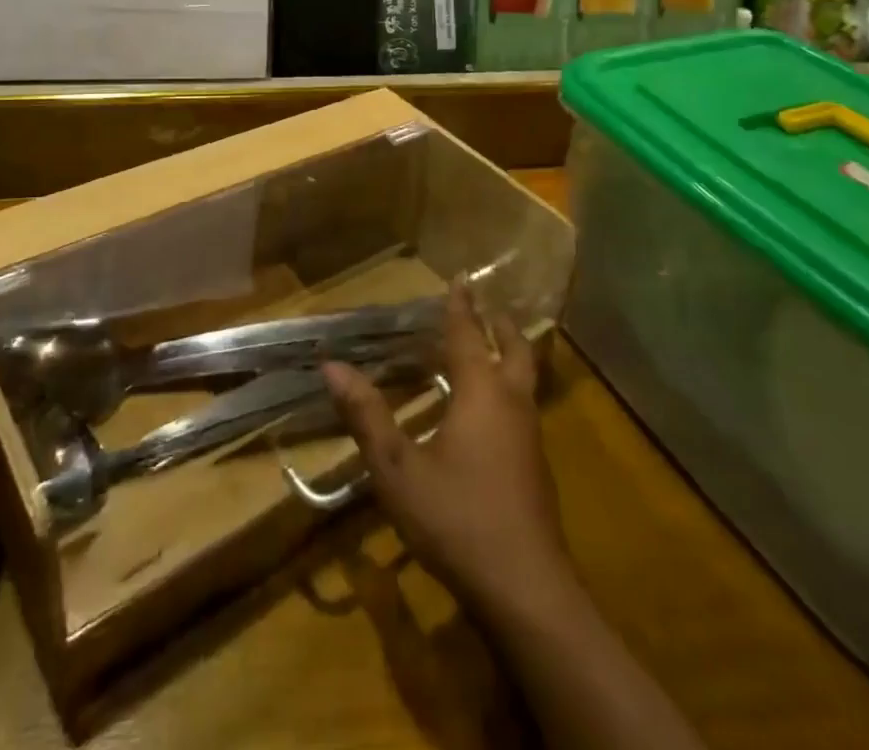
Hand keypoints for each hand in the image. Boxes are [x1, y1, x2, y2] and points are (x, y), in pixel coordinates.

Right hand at [321, 280, 572, 618]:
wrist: (527, 590)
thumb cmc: (457, 518)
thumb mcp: (397, 468)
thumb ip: (367, 415)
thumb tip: (332, 366)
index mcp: (481, 393)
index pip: (468, 334)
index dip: (461, 305)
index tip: (461, 277)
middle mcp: (512, 404)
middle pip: (515, 349)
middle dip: (499, 324)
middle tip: (485, 306)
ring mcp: (530, 438)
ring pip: (525, 380)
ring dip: (508, 355)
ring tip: (487, 348)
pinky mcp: (536, 468)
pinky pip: (523, 408)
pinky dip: (508, 388)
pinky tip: (489, 412)